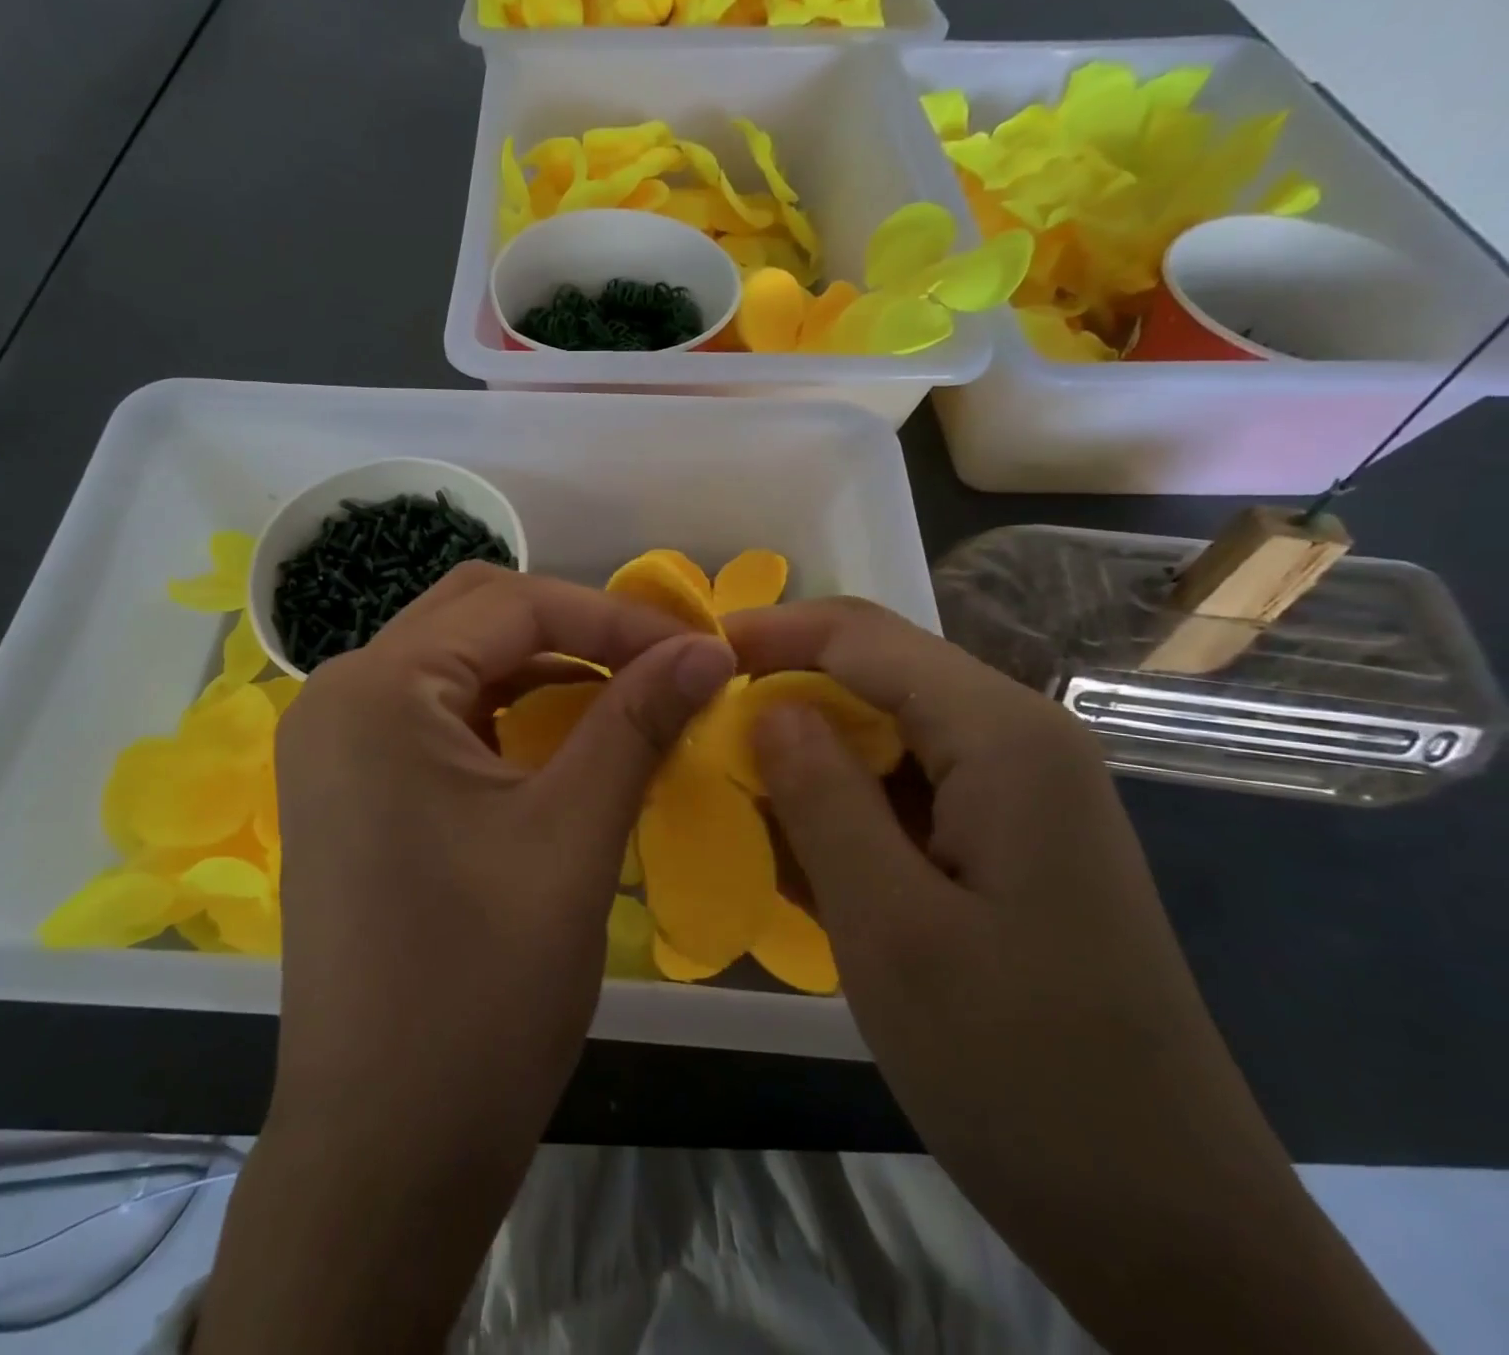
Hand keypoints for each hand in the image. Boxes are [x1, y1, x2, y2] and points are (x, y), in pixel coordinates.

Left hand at [200, 564, 734, 1354]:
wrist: (385, 1145)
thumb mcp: (573, 837)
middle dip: (575, 629)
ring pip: (456, 662)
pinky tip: (562, 740)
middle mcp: (339, 695)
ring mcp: (335, 743)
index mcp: (378, 689)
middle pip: (474, 615)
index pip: (513, 604)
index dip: (614, 617)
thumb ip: (638, 721)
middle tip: (658, 665)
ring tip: (624, 697)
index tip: (697, 649)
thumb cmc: (479, 990)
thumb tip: (708, 649)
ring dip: (542, 667)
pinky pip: (436, 714)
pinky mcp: (348, 787)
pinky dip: (505, 709)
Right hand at [726, 598, 1426, 1354]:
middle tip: (697, 733)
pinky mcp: (1008, 841)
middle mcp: (1021, 741)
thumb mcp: (889, 925)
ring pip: (886, 733)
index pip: (863, 636)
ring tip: (731, 792)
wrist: (1163, 1217)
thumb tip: (767, 706)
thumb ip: (821, 795)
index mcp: (1004, 737)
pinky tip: (798, 851)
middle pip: (877, 675)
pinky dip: (842, 804)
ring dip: (807, 753)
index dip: (770, 633)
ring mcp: (1021, 793)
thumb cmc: (1018, 1065)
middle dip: (783, 691)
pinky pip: (905, 790)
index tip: (688, 658)